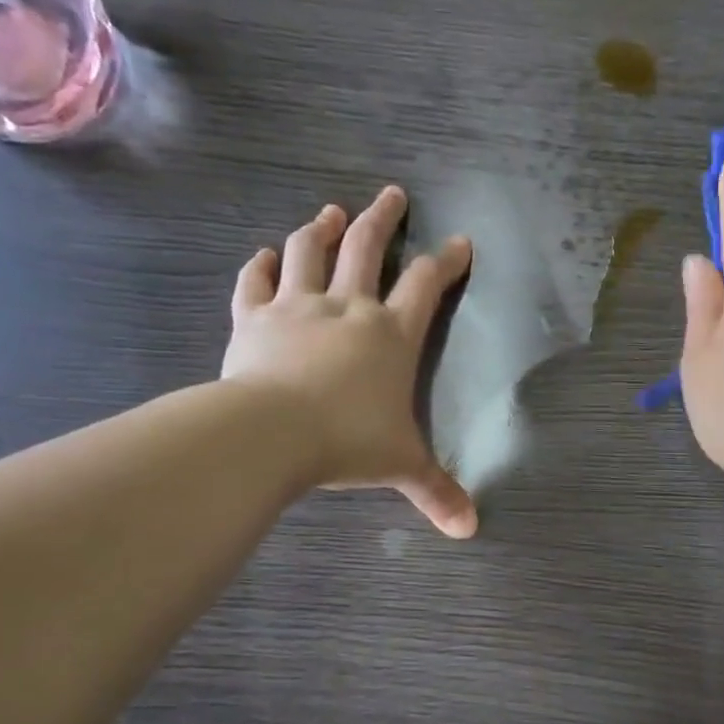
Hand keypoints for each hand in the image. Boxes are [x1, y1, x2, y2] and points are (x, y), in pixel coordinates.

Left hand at [222, 187, 477, 537]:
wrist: (270, 433)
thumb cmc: (347, 442)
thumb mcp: (401, 466)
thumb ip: (437, 492)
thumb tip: (471, 529)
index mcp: (390, 334)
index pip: (426, 284)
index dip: (447, 260)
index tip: (460, 241)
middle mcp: (347, 308)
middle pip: (366, 248)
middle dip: (382, 218)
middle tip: (391, 194)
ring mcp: (296, 307)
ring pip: (308, 252)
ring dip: (321, 228)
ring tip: (329, 212)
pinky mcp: (253, 318)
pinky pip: (255, 283)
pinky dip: (260, 266)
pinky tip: (264, 256)